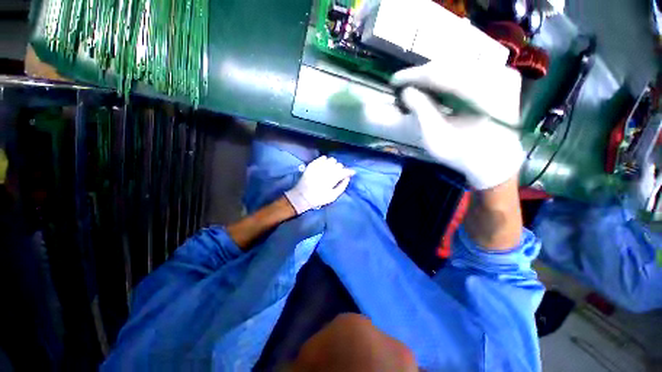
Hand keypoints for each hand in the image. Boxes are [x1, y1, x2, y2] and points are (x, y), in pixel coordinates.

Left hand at [285, 156, 355, 214]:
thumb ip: (342, 186)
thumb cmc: (319, 198)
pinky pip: (322, 158)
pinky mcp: (312, 165)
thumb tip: (348, 178)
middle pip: (338, 165)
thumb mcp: (333, 196)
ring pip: (331, 159)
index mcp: (331, 179)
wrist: (302, 196)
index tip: (352, 173)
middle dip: (341, 169)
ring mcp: (318, 166)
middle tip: (339, 174)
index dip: (350, 171)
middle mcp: (325, 171)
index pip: (344, 171)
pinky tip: (325, 165)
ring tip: (332, 169)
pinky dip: (326, 160)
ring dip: (334, 164)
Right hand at [392, 62, 524, 189]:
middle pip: (450, 65)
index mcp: (484, 93)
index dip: (415, 75)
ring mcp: (501, 74)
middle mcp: (498, 75)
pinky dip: (446, 77)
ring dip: (433, 75)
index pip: (443, 73)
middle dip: (423, 74)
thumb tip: (406, 91)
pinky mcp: (500, 77)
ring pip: (458, 65)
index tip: (394, 80)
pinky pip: (467, 70)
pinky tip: (433, 86)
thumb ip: (421, 112)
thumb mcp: (436, 138)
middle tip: (403, 83)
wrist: (495, 161)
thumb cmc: (464, 154)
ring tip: (415, 85)